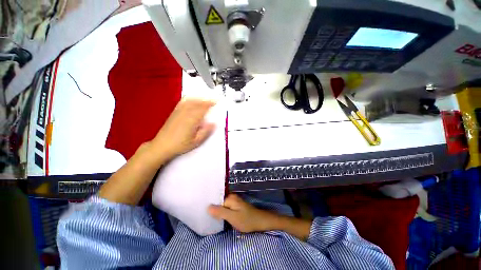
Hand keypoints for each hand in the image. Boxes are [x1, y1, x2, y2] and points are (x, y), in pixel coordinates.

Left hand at [152, 98, 215, 158]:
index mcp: (192, 120)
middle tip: (213, 100)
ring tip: (205, 99)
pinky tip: (191, 99)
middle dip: (206, 100)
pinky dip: (189, 99)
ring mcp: (179, 112)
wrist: (162, 145)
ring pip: (190, 101)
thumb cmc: (180, 145)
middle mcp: (186, 113)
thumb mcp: (196, 141)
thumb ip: (206, 131)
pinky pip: (183, 102)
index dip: (211, 104)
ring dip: (199, 99)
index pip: (203, 108)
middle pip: (198, 103)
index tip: (217, 101)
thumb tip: (214, 124)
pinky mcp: (174, 112)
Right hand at [208, 194, 277, 232]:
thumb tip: (208, 207)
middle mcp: (231, 197)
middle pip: (219, 201)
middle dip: (212, 207)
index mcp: (230, 198)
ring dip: (217, 210)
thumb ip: (220, 212)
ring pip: (222, 205)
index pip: (216, 199)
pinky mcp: (235, 206)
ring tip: (208, 215)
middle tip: (203, 213)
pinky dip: (222, 212)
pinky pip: (226, 207)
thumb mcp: (232, 217)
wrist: (260, 222)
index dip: (210, 205)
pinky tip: (218, 217)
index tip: (201, 209)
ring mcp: (234, 202)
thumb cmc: (247, 220)